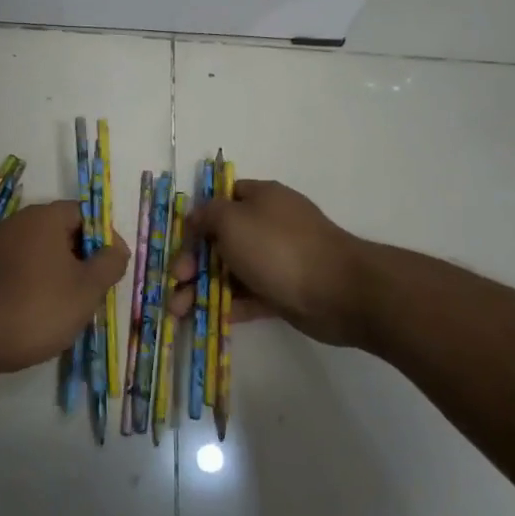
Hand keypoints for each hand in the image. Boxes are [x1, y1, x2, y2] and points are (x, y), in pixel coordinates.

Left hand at [0, 202, 128, 371]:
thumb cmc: (39, 305)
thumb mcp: (87, 288)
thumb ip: (109, 264)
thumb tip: (116, 249)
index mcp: (46, 217)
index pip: (85, 214)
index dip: (104, 238)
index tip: (113, 267)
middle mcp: (20, 222)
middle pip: (62, 232)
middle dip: (82, 259)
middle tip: (94, 291)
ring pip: (42, 254)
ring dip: (59, 274)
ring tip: (70, 307)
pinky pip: (21, 269)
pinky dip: (36, 285)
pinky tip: (40, 313)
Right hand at [167, 179, 370, 345]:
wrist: (337, 291)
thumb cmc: (278, 247)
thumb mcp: (232, 220)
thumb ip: (208, 215)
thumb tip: (197, 217)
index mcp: (260, 198)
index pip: (223, 199)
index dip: (198, 217)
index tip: (180, 239)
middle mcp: (269, 225)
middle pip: (221, 240)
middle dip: (193, 261)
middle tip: (176, 281)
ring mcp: (278, 260)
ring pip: (232, 271)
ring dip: (202, 288)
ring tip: (178, 311)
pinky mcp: (285, 292)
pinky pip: (250, 296)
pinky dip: (229, 305)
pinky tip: (208, 316)